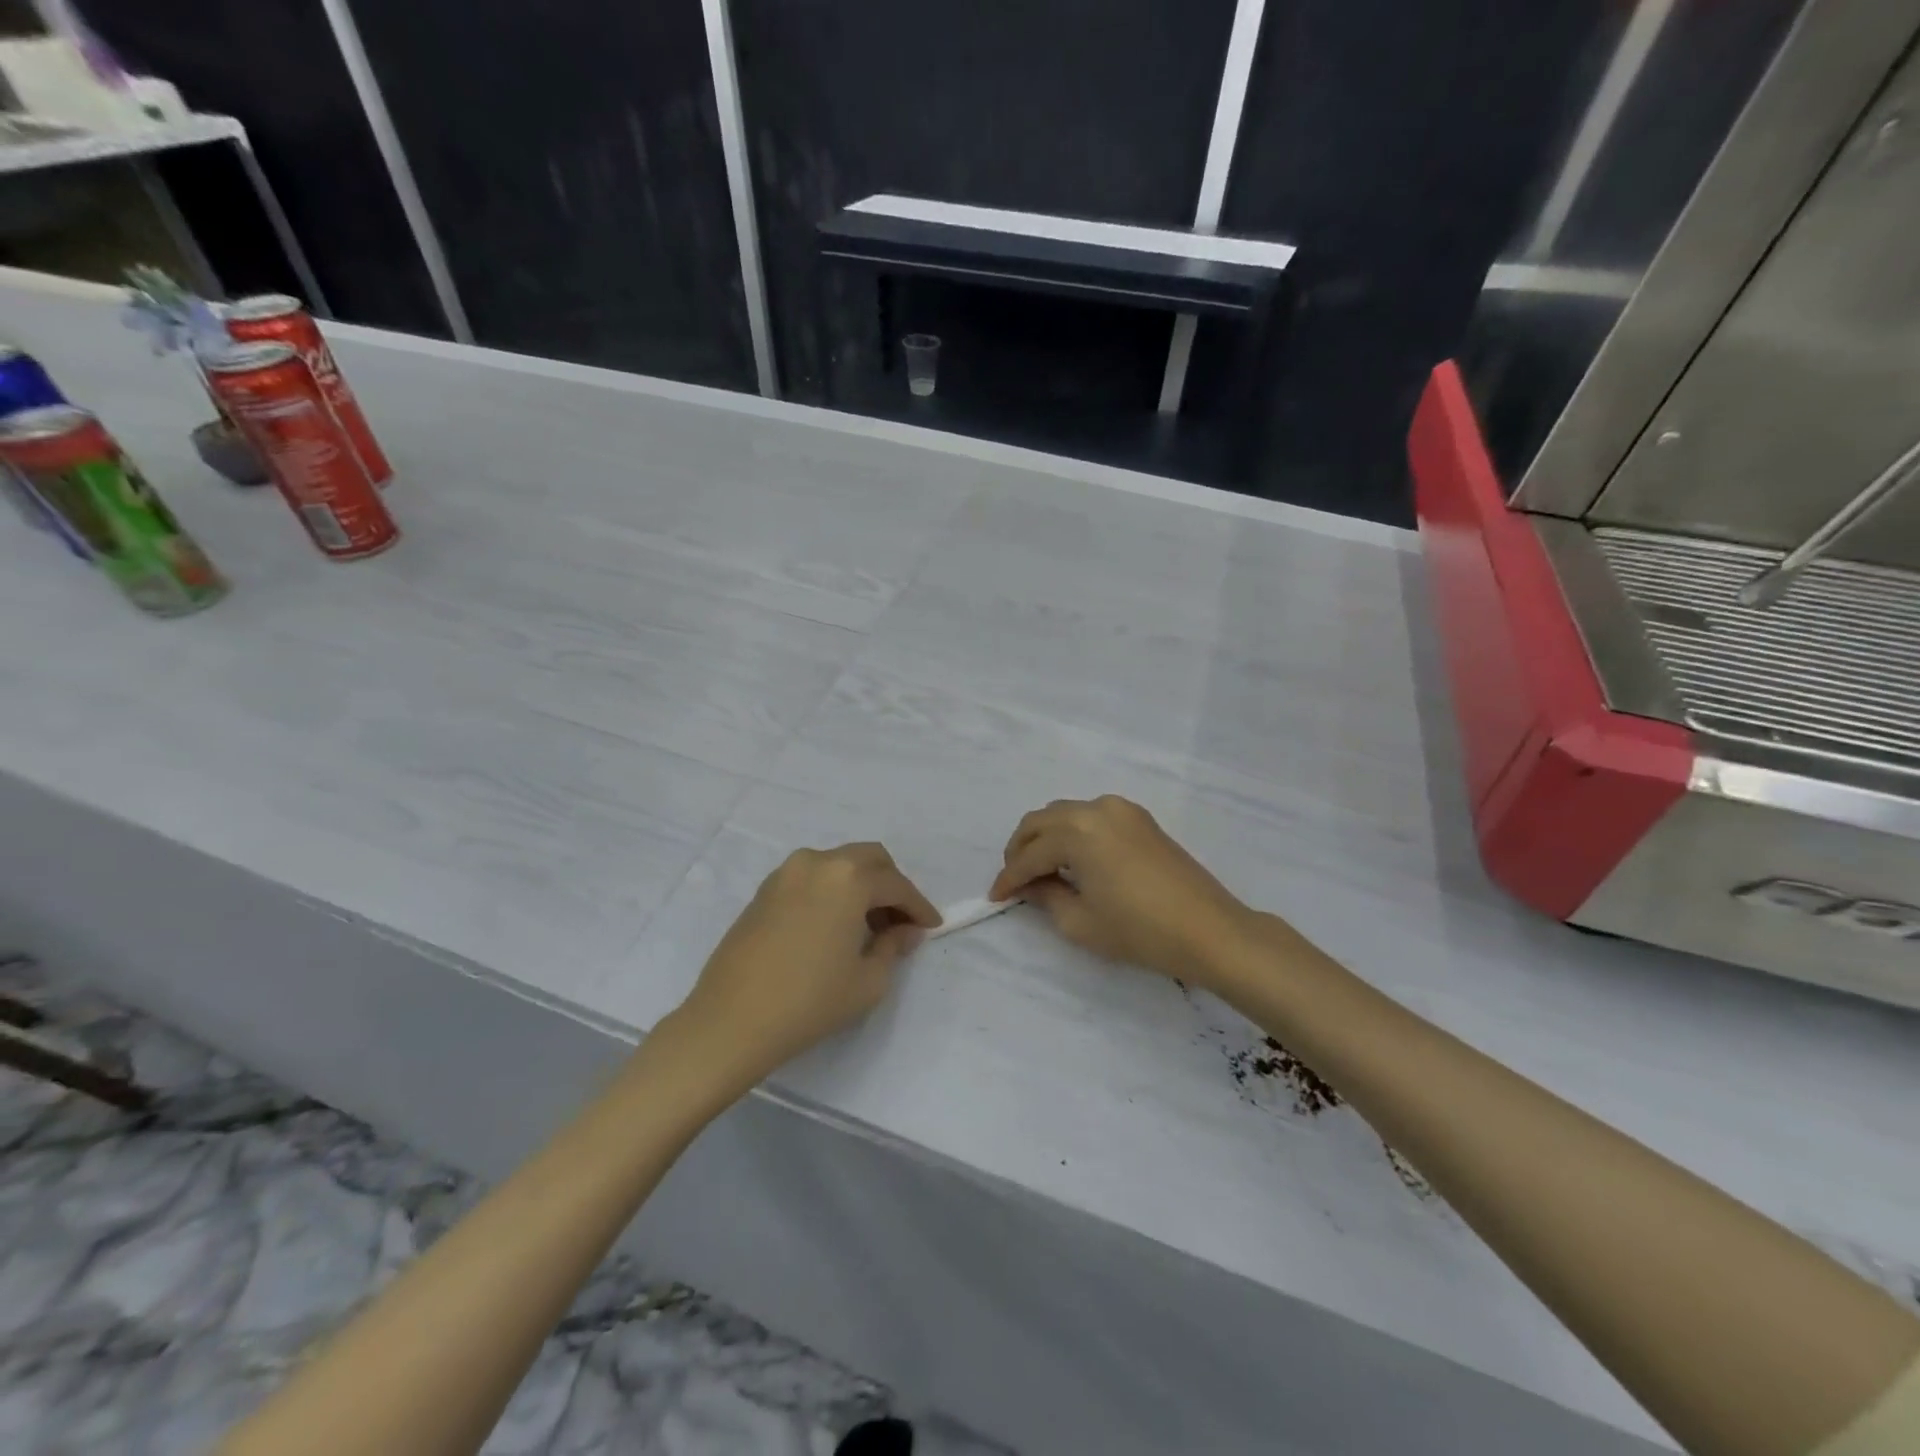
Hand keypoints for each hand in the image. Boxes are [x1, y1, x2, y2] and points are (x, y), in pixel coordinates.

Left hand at [678, 843, 940, 1083]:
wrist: (731, 1021)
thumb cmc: (809, 1001)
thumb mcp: (868, 980)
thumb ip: (894, 946)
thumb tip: (904, 930)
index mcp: (848, 878)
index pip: (896, 885)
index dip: (919, 906)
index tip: (932, 926)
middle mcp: (817, 862)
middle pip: (869, 859)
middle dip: (891, 885)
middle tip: (901, 920)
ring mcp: (786, 873)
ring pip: (838, 865)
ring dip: (861, 886)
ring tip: (868, 927)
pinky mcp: (764, 890)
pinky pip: (812, 878)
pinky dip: (832, 891)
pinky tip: (835, 926)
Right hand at [989, 796, 1256, 984]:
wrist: (1209, 930)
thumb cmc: (1140, 931)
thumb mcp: (1080, 923)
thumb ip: (1046, 896)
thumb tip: (1030, 885)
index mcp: (1077, 832)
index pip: (1030, 854)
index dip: (1009, 877)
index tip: (995, 897)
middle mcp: (1095, 809)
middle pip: (1041, 820)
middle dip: (1021, 849)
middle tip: (1015, 880)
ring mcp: (1121, 810)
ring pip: (1065, 813)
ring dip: (1045, 837)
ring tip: (1040, 870)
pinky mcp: (1140, 819)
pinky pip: (1091, 816)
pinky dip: (1072, 832)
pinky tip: (1073, 859)